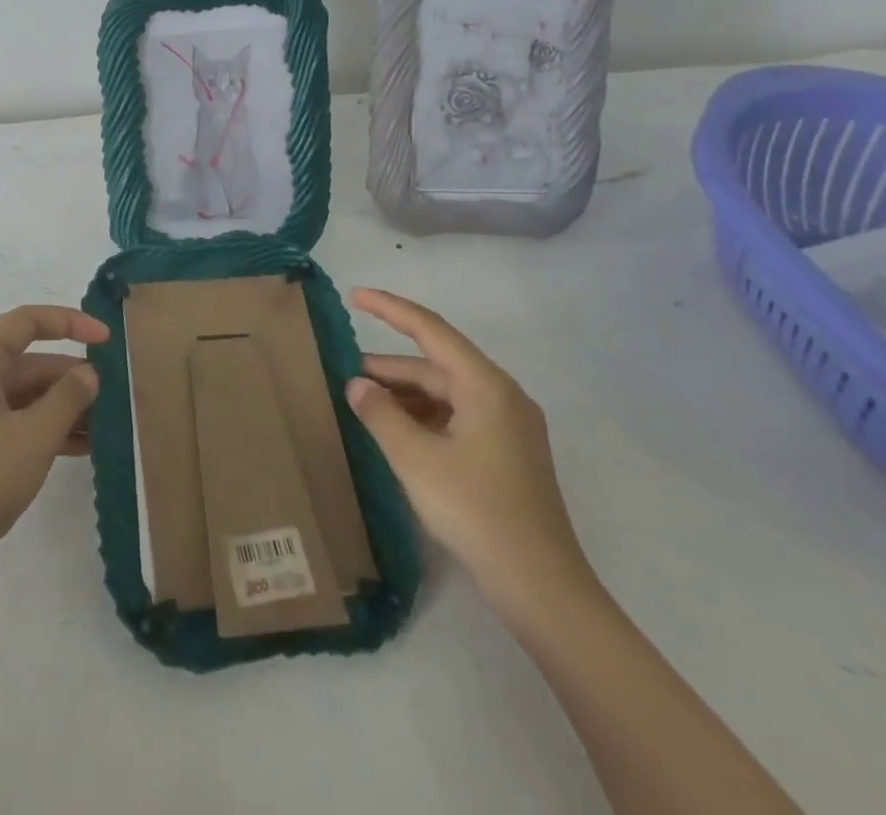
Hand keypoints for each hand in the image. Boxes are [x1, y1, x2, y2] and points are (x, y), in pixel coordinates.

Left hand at [0, 306, 106, 582]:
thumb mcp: (35, 436)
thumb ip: (69, 397)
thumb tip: (88, 374)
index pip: (26, 321)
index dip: (70, 323)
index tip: (107, 339)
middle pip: (27, 361)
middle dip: (70, 378)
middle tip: (112, 396)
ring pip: (23, 393)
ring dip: (62, 406)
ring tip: (105, 426)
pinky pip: (12, 418)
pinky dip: (43, 426)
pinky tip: (81, 447)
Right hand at [344, 288, 595, 623]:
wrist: (542, 588)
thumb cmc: (476, 511)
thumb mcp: (415, 459)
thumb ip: (381, 414)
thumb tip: (357, 384)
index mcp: (485, 386)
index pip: (430, 330)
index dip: (390, 309)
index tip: (354, 296)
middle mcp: (501, 396)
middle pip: (436, 365)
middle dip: (390, 367)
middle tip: (343, 372)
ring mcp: (508, 426)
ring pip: (445, 393)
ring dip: (404, 395)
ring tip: (362, 403)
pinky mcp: (507, 454)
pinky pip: (456, 417)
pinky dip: (423, 417)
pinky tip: (395, 432)